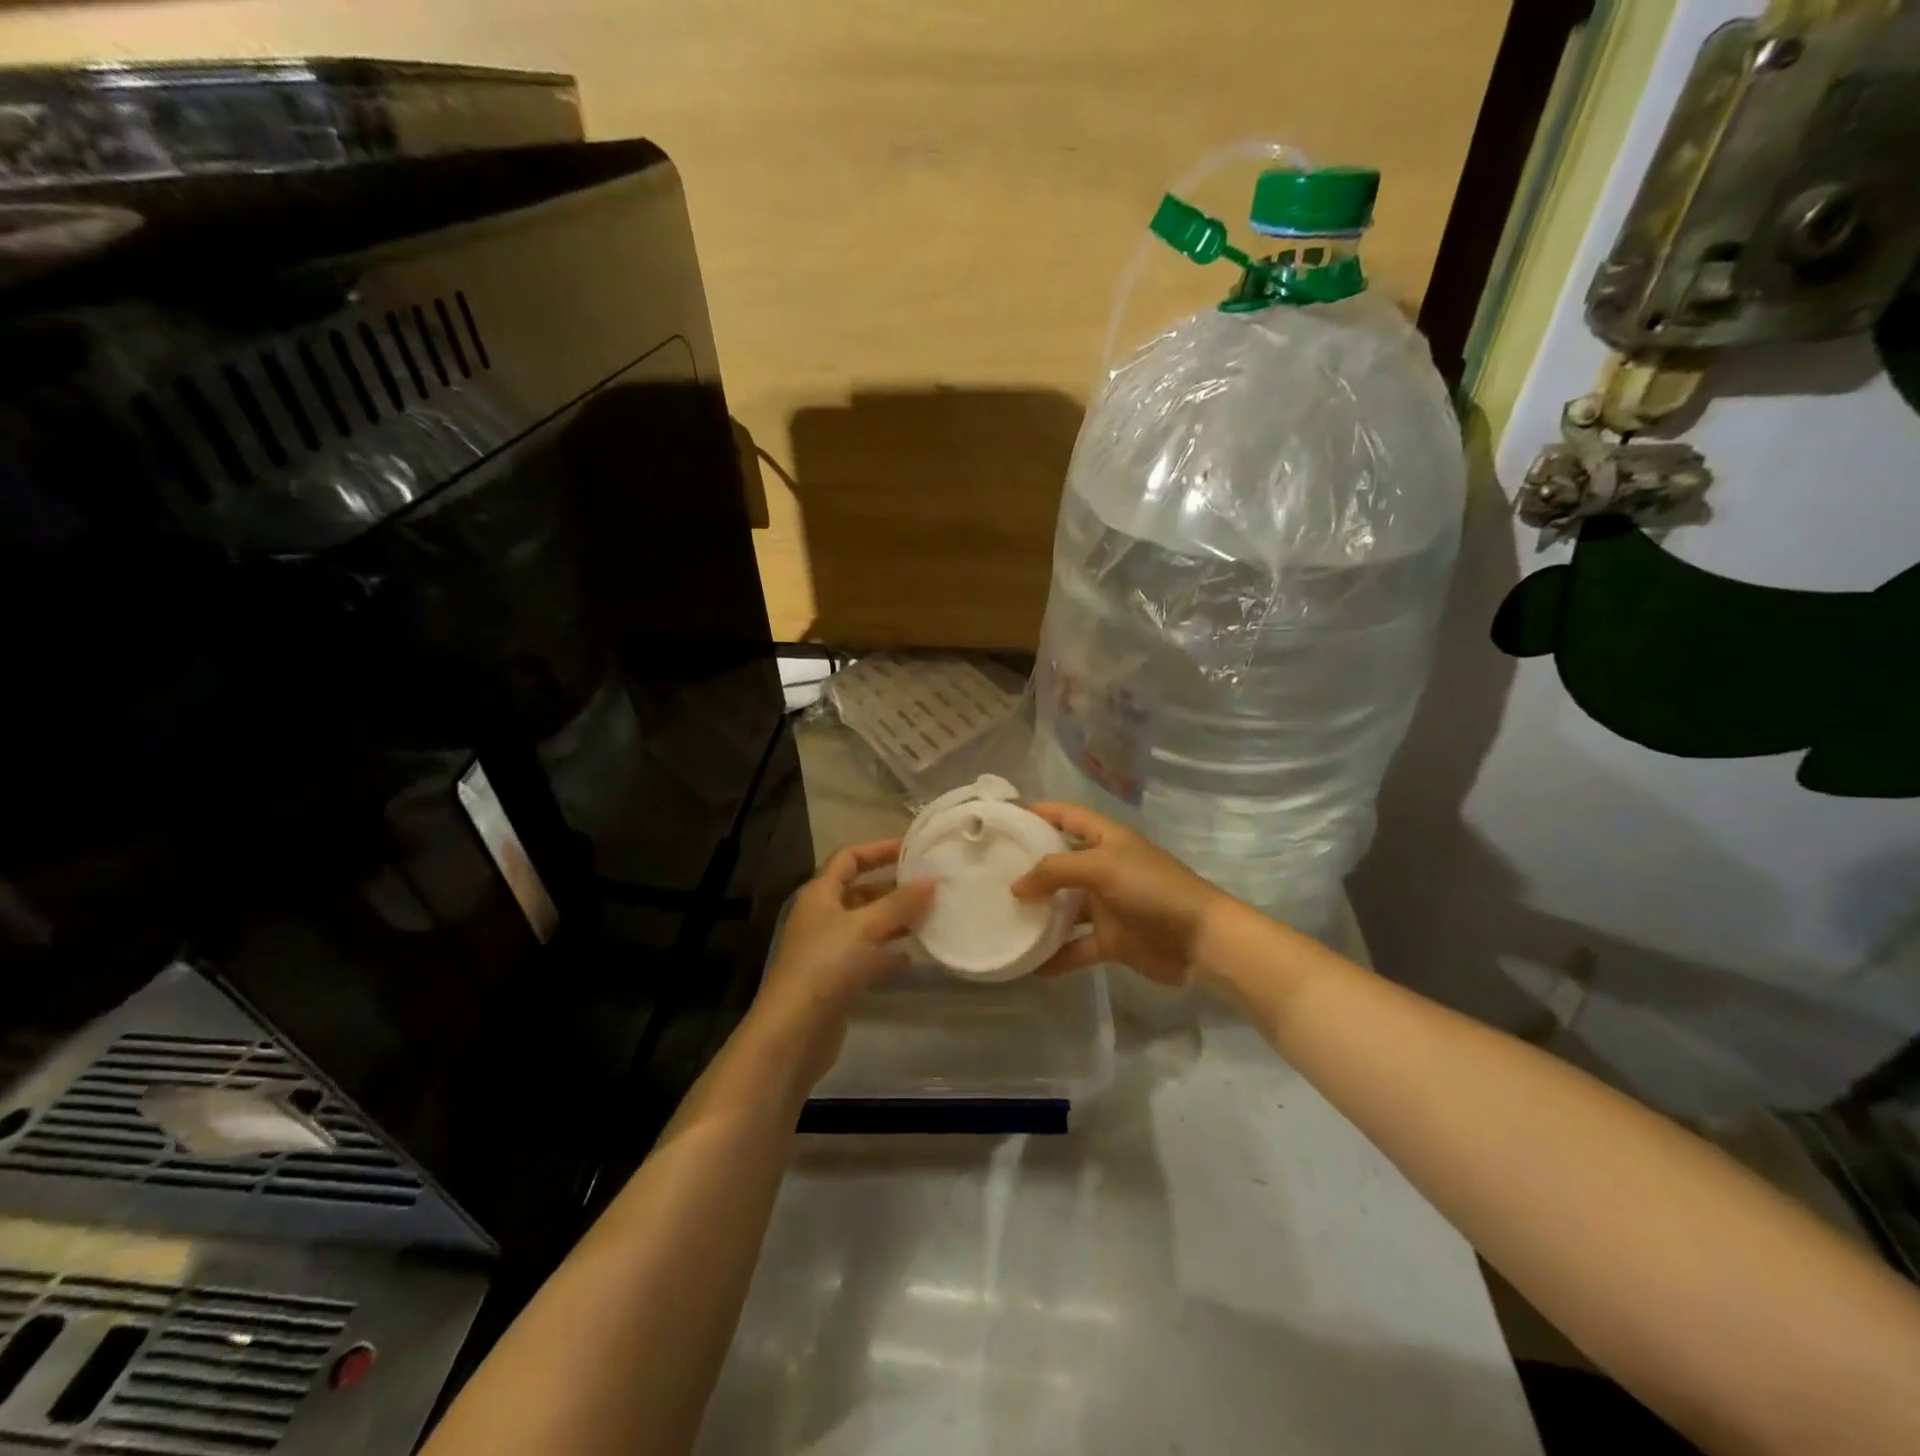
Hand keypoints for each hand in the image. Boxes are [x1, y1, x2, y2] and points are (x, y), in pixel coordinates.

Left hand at [747, 839, 933, 1084]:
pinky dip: (888, 955)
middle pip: (860, 892)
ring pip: (867, 926)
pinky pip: (868, 957)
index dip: (878, 850)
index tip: (912, 850)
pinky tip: (912, 960)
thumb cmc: (826, 965)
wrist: (795, 1030)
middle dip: (893, 889)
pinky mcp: (837, 980)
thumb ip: (900, 904)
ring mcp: (828, 950)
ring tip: (929, 920)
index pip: (849, 858)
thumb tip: (932, 880)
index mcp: (820, 894)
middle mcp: (822, 917)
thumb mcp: (866, 927)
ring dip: (895, 922)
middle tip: (930, 888)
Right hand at [1011, 803, 1228, 985]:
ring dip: (1038, 914)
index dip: (1036, 811)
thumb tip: (1017, 886)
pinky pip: (1076, 946)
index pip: (1064, 815)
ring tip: (1000, 917)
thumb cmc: (1153, 889)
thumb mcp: (1102, 867)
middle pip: (1059, 861)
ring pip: (1064, 907)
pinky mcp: (1111, 939)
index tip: (1001, 818)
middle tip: (988, 871)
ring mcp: (1107, 905)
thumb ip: (1056, 870)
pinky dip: (1056, 955)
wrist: (1200, 940)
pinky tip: (1028, 964)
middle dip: (1028, 866)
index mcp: (1105, 839)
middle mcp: (1103, 867)